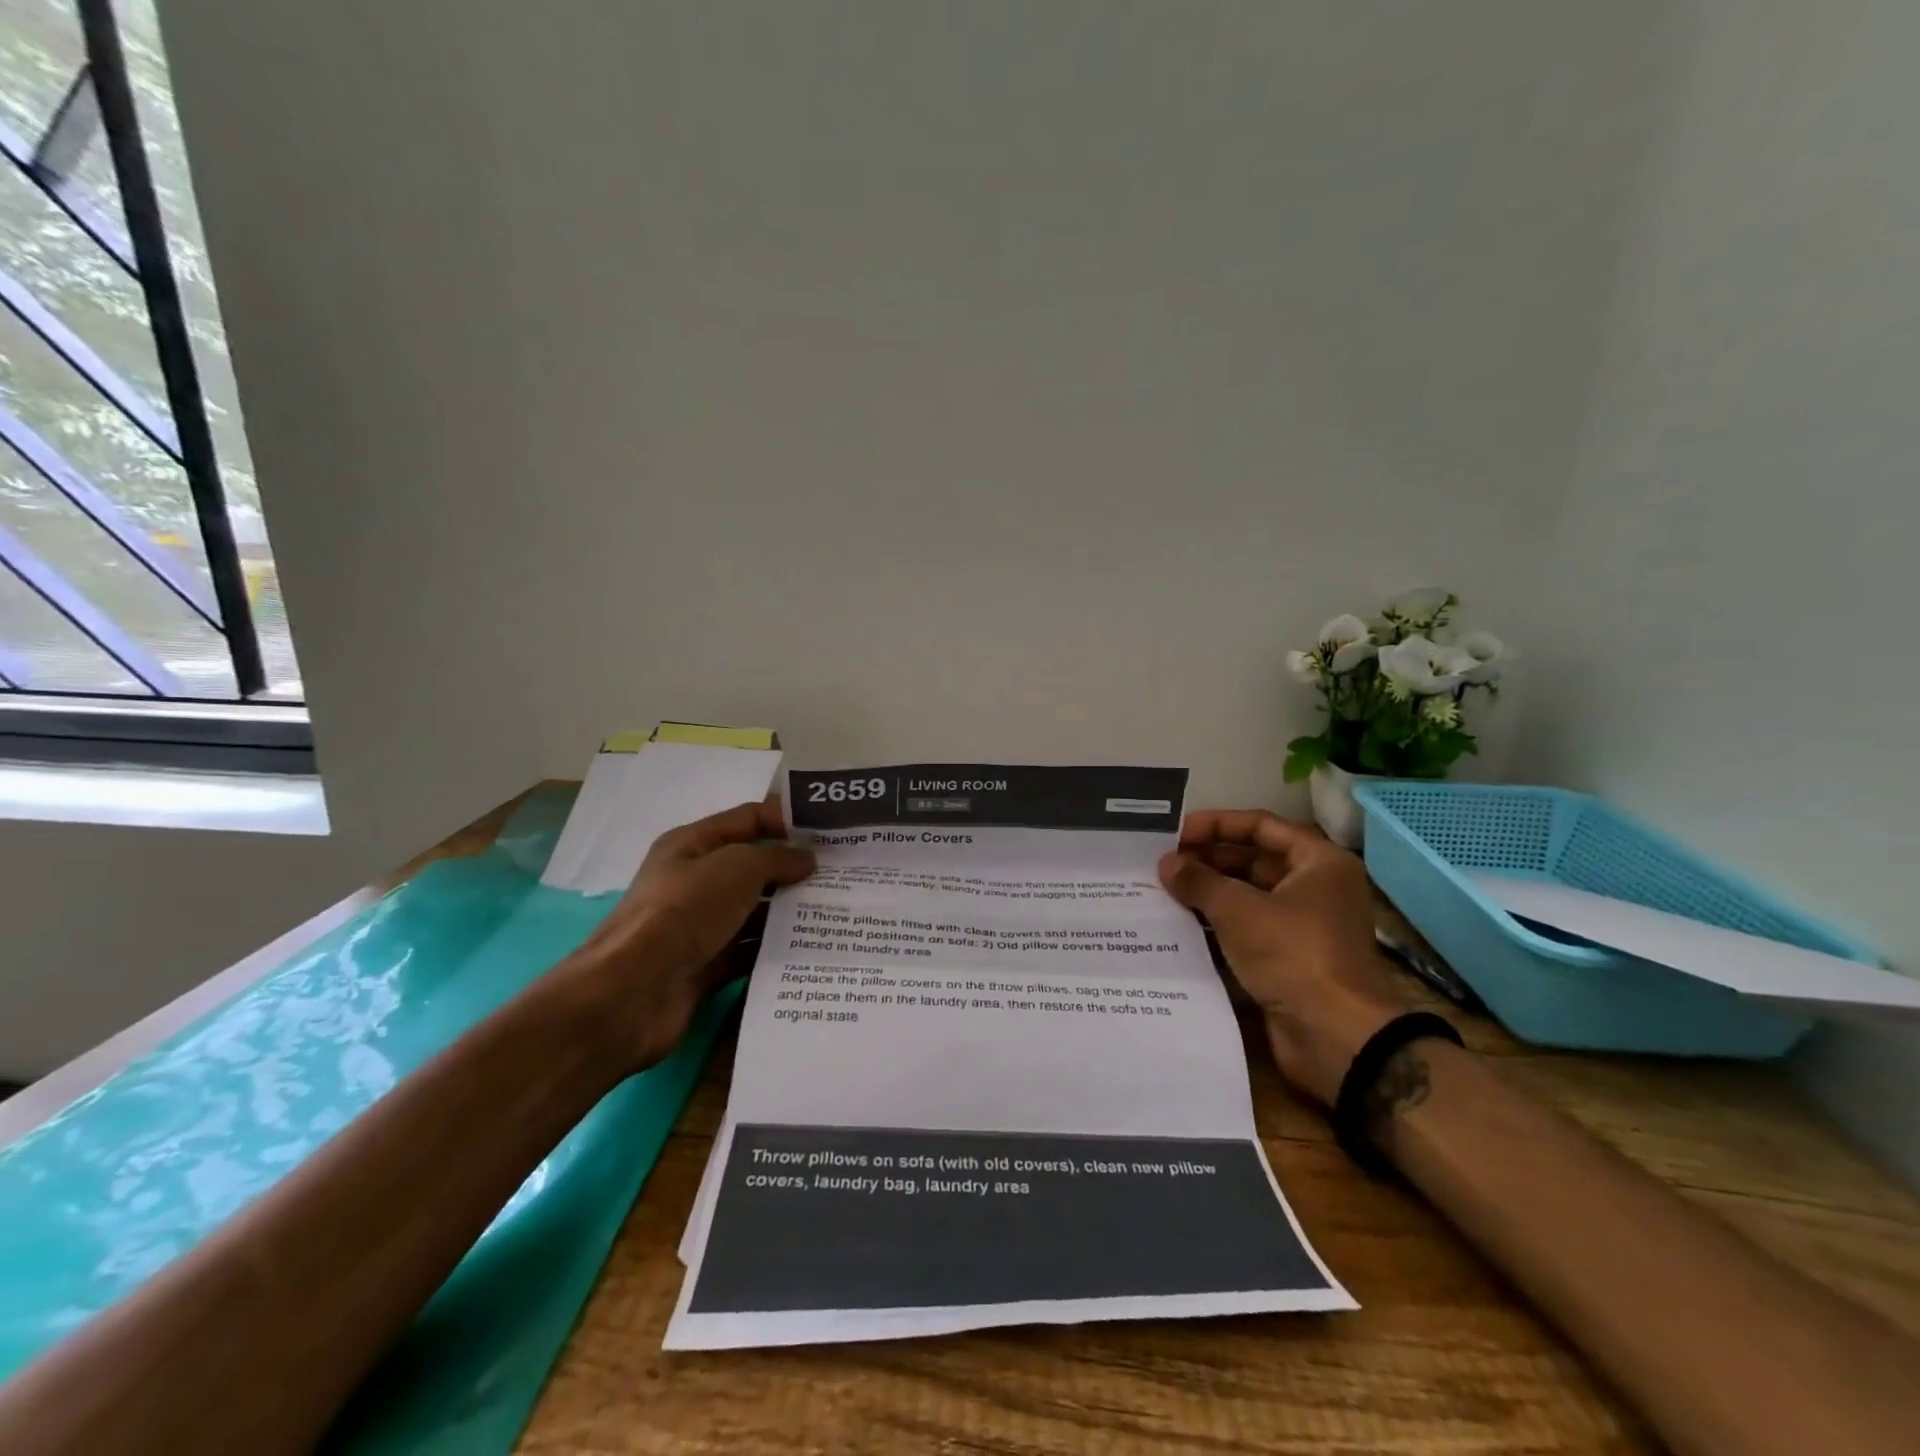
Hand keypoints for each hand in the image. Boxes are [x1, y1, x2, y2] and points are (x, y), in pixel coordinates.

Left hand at [567, 800, 813, 1070]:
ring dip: (791, 910)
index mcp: (693, 845)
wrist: (633, 993)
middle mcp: (696, 880)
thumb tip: (807, 859)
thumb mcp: (736, 868)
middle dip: (796, 868)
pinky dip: (777, 948)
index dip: (788, 820)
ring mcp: (701, 924)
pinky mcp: (708, 964)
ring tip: (840, 910)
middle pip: (755, 866)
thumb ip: (776, 857)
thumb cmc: (684, 912)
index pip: (748, 819)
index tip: (832, 831)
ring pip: (756, 910)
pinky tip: (814, 948)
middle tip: (846, 873)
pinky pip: (750, 949)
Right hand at [1159, 810, 1407, 1106]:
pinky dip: (1216, 926)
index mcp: (1319, 863)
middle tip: (1161, 864)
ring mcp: (1303, 927)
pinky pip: (1247, 931)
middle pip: (1254, 861)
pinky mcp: (1289, 961)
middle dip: (1207, 860)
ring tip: (1161, 890)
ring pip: (1247, 897)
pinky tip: (1178, 925)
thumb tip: (1167, 862)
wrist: (1336, 1038)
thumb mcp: (1239, 909)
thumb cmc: (1293, 955)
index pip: (1261, 826)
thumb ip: (1199, 880)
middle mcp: (1315, 889)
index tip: (1175, 833)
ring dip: (1208, 894)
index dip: (1217, 825)